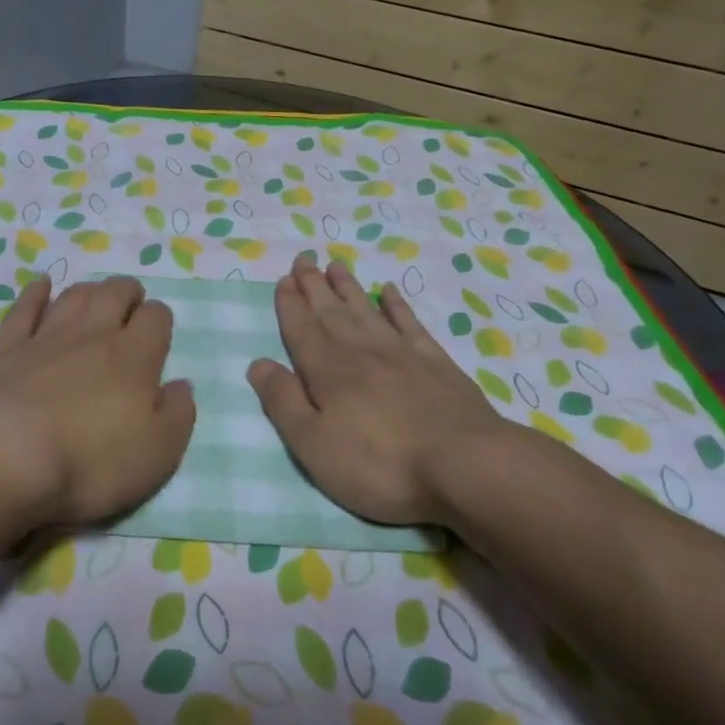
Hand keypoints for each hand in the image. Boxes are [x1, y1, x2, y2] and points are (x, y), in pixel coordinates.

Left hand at [0, 274, 195, 527]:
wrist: (7, 460)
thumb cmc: (91, 463)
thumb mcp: (158, 453)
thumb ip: (178, 414)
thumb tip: (181, 385)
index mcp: (134, 357)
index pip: (156, 318)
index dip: (160, 319)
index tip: (158, 332)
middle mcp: (92, 336)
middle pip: (115, 294)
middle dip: (127, 293)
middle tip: (130, 303)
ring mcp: (45, 338)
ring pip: (74, 296)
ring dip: (89, 291)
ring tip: (95, 297)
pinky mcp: (6, 350)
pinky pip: (24, 309)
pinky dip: (35, 294)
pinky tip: (41, 286)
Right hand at [248, 254, 521, 525]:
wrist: (466, 465)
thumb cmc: (380, 464)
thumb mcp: (314, 445)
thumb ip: (283, 402)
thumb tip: (258, 364)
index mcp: (328, 370)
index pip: (302, 329)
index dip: (290, 304)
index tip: (283, 279)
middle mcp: (361, 351)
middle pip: (331, 311)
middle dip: (314, 285)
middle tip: (304, 258)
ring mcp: (402, 354)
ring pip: (367, 310)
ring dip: (349, 287)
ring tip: (336, 265)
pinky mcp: (436, 364)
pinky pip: (410, 324)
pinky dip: (398, 306)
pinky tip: (390, 291)